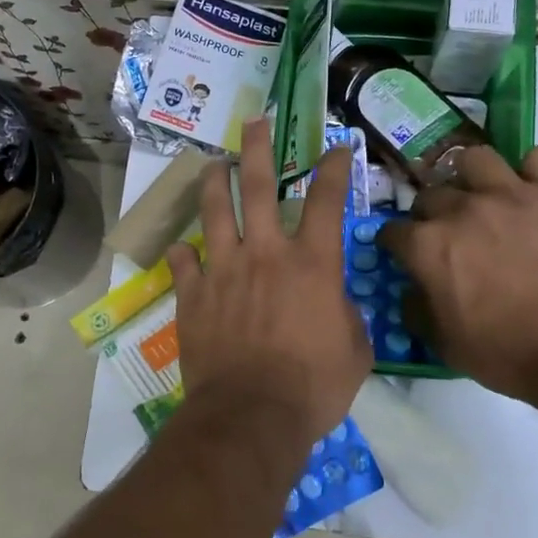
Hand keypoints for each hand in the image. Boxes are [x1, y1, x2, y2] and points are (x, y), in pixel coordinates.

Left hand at [166, 121, 370, 447]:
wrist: (252, 415)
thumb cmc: (314, 387)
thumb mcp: (355, 349)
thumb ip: (344, 312)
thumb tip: (332, 300)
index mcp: (311, 263)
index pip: (328, 200)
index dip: (335, 168)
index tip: (336, 147)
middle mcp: (265, 253)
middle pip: (258, 184)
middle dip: (257, 147)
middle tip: (254, 122)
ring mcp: (223, 269)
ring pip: (214, 210)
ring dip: (214, 182)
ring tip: (213, 165)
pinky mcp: (192, 293)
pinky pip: (182, 261)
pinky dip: (183, 251)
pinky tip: (182, 246)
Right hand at [378, 145, 537, 403]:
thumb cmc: (506, 353)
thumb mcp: (444, 344)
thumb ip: (417, 310)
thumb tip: (411, 291)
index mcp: (427, 246)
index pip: (392, 231)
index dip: (397, 245)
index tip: (406, 255)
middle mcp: (461, 210)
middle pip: (430, 194)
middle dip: (432, 214)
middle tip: (450, 234)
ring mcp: (511, 194)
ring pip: (476, 159)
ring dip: (473, 177)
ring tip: (485, 196)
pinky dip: (534, 170)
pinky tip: (534, 191)